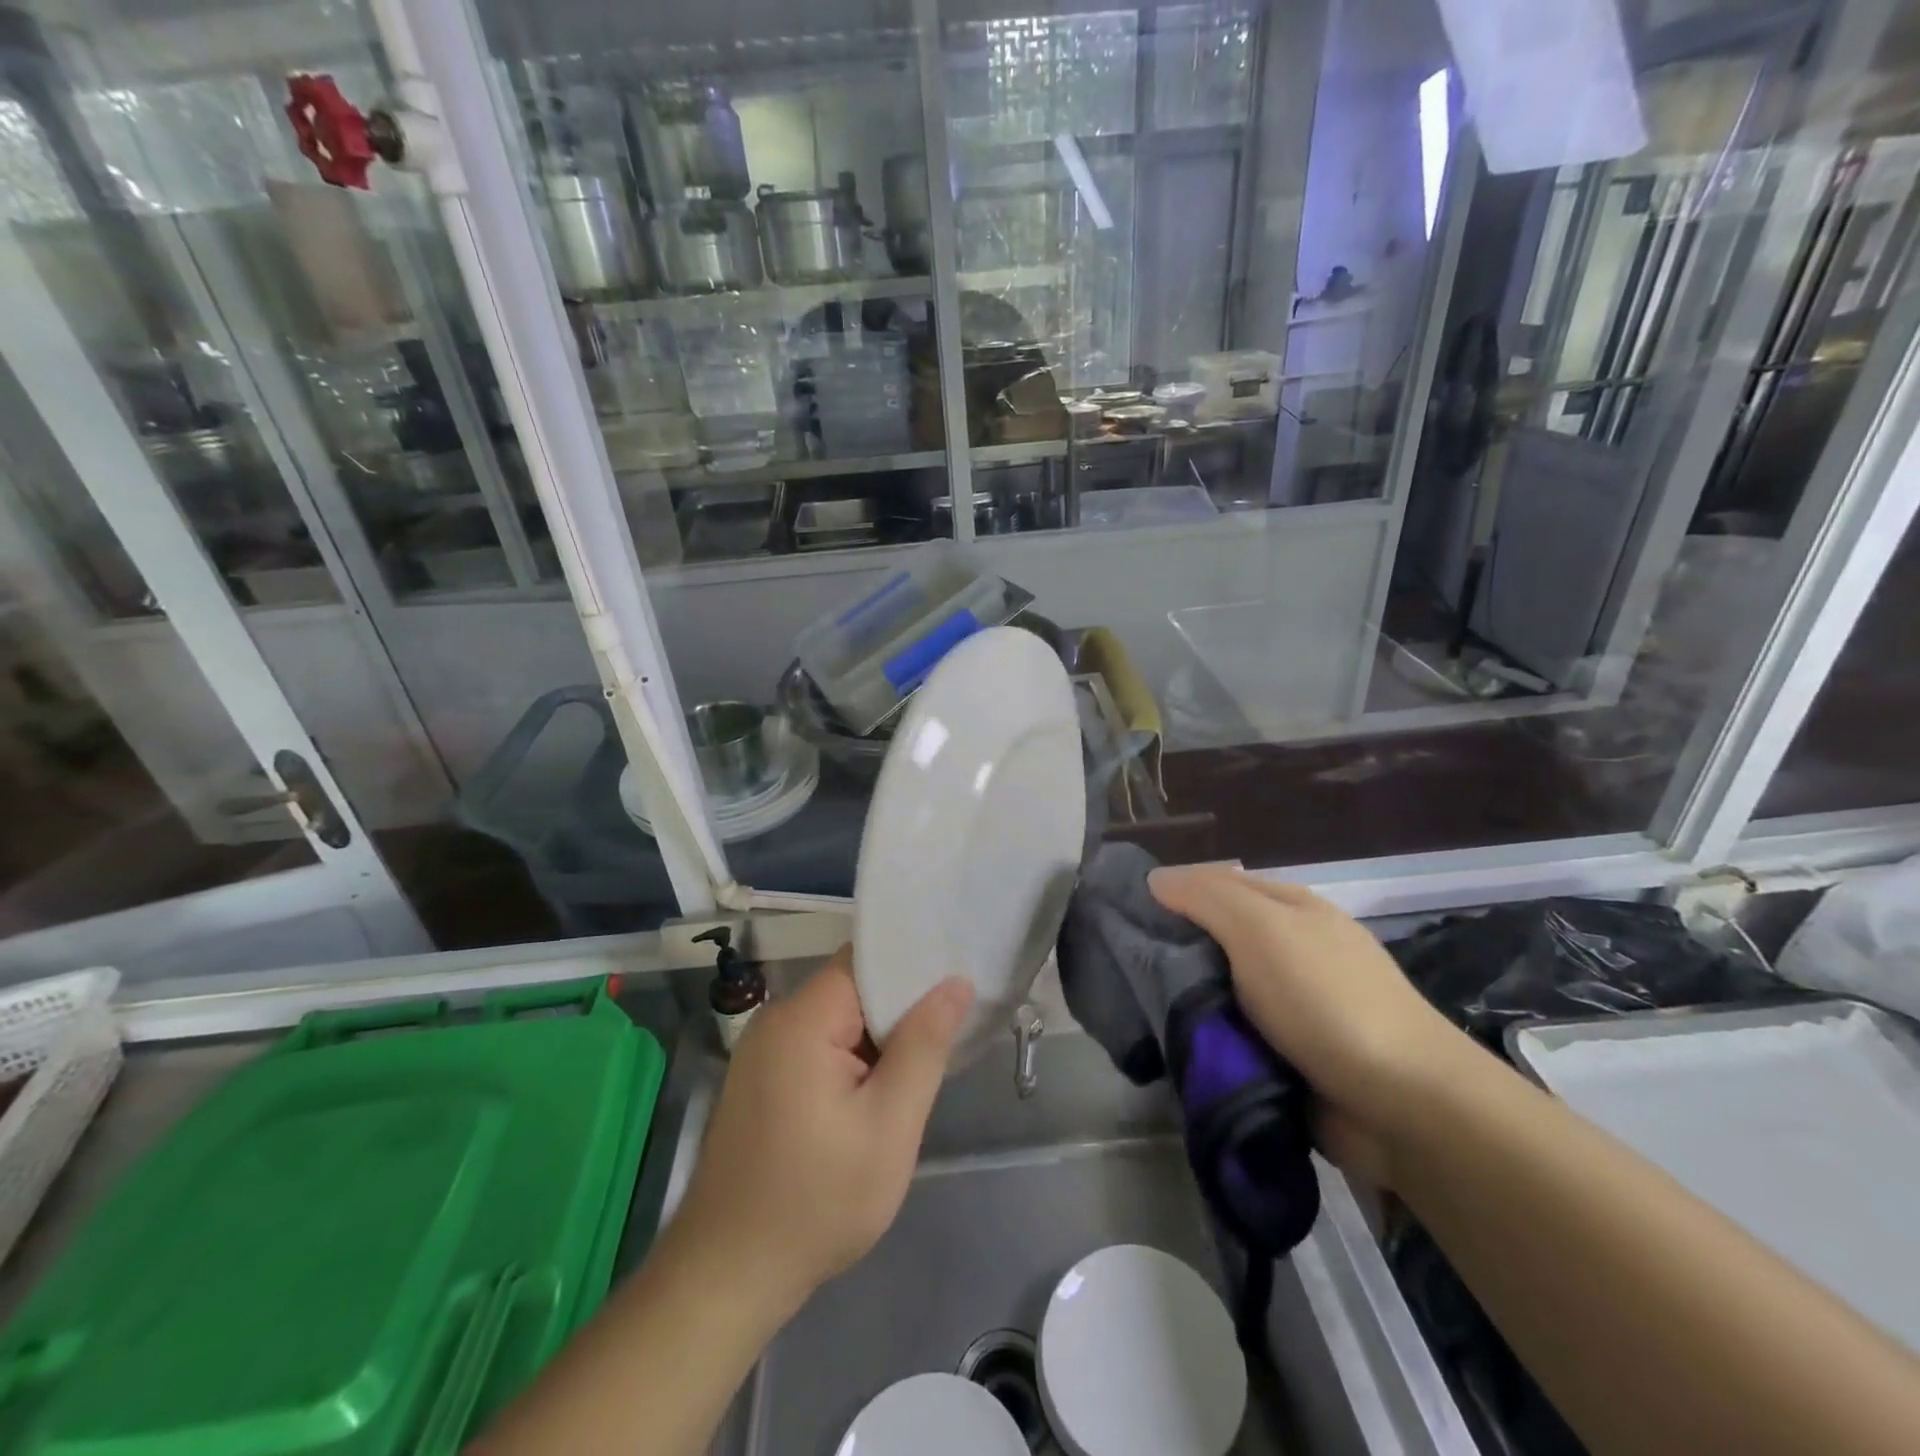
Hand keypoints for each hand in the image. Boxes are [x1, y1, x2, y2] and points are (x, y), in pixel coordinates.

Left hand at [671, 949, 973, 1315]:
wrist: (727, 1278)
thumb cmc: (816, 1202)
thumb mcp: (888, 1126)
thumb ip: (924, 1046)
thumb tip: (955, 983)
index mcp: (802, 1018)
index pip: (866, 960)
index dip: (913, 965)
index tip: (958, 978)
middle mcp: (776, 1020)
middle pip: (852, 988)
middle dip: (901, 1008)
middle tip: (951, 1031)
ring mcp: (763, 1051)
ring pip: (838, 1019)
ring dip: (878, 1038)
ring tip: (925, 1061)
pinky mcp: (761, 1079)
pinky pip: (818, 1046)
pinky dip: (852, 1058)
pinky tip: (878, 1090)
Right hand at [1148, 865, 1471, 1184]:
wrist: (1402, 1106)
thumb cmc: (1326, 1000)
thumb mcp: (1261, 929)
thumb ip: (1206, 897)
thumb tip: (1155, 879)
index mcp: (1290, 908)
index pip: (1216, 885)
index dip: (1171, 893)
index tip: (1122, 915)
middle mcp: (1292, 949)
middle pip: (1217, 938)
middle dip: (1173, 951)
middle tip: (1121, 967)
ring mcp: (1294, 1005)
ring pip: (1221, 990)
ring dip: (1188, 1001)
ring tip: (1135, 1009)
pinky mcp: (1291, 1055)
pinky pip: (1235, 1035)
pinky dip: (1209, 1039)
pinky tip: (1173, 1044)